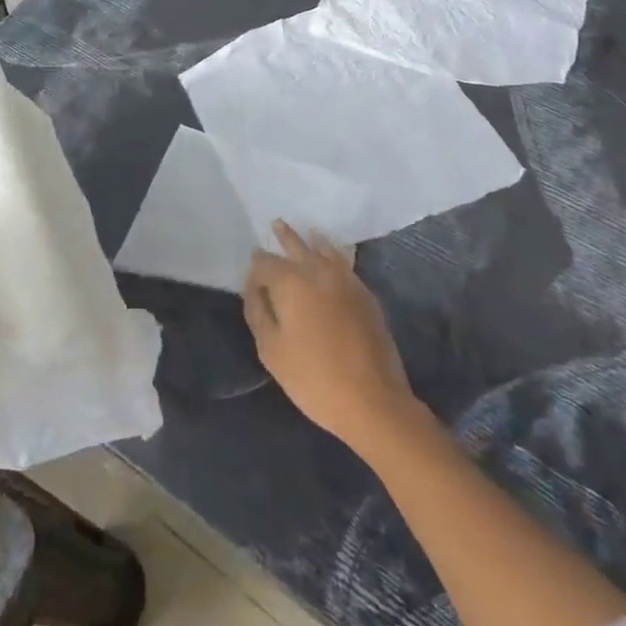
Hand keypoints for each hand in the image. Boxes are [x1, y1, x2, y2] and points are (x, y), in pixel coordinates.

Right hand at [243, 222, 416, 454]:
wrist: (373, 401)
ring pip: (324, 249)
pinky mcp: (365, 294)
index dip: (255, 267)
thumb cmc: (313, 378)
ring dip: (311, 240)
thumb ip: (258, 312)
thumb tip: (253, 286)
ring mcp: (345, 280)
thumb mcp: (271, 351)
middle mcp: (317, 271)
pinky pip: (345, 263)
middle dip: (283, 237)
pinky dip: (335, 253)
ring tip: (307, 231)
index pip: (265, 263)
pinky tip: (333, 255)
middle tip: (276, 224)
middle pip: (296, 245)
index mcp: (290, 282)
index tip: (251, 272)